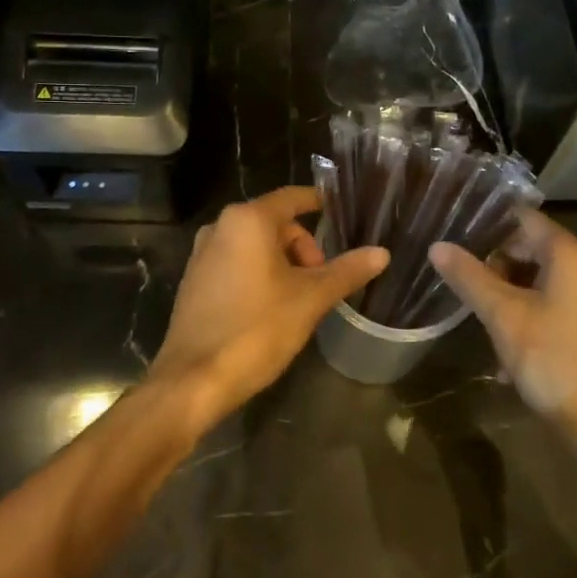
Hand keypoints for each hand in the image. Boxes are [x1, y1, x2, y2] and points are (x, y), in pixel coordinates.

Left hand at [151, 187, 387, 427]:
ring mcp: (202, 254)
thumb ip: (347, 271)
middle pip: (275, 223)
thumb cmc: (257, 329)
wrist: (194, 380)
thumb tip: (382, 253)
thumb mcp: (310, 299)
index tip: (340, 212)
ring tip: (299, 300)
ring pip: (255, 245)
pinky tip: (270, 309)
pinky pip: (236, 263)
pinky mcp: (194, 280)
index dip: (318, 202)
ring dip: (282, 263)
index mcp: (248, 220)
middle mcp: (220, 227)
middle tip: (320, 283)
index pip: (292, 198)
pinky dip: (259, 274)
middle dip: (303, 248)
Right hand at [430, 210, 576, 468]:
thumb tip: (437, 246)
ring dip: (507, 293)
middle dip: (495, 264)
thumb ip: (469, 277)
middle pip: (531, 248)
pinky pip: (553, 304)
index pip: (524, 219)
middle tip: (460, 281)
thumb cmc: (554, 360)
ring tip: (478, 316)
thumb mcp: (503, 316)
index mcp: (571, 255)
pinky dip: (527, 313)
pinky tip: (504, 347)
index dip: (488, 223)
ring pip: (539, 280)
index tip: (454, 232)